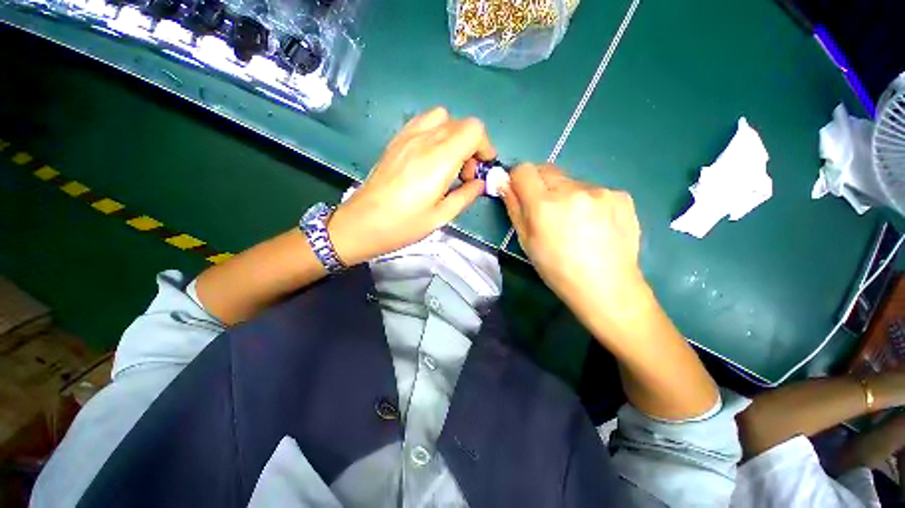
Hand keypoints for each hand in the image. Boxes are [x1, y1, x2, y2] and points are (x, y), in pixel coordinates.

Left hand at [328, 107, 494, 264]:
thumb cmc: (403, 225)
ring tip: (448, 163)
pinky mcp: (396, 140)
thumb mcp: (441, 216)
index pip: (474, 130)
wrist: (362, 222)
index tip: (481, 168)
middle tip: (464, 175)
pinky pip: (423, 122)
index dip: (485, 146)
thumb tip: (480, 184)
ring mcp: (407, 136)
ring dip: (454, 136)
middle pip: (461, 123)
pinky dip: (436, 132)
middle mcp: (425, 139)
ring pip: (442, 118)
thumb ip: (466, 196)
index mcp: (440, 159)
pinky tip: (430, 157)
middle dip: (472, 146)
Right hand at [501, 164, 649, 324]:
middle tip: (545, 210)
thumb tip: (503, 183)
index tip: (519, 191)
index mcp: (544, 205)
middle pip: (547, 169)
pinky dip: (588, 201)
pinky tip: (594, 224)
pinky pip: (593, 190)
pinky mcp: (621, 195)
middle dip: (540, 184)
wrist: (606, 286)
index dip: (517, 178)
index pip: (524, 170)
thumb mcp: (527, 242)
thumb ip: (514, 208)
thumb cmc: (557, 270)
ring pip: (571, 181)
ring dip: (565, 194)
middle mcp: (572, 190)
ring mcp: (600, 191)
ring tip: (573, 222)